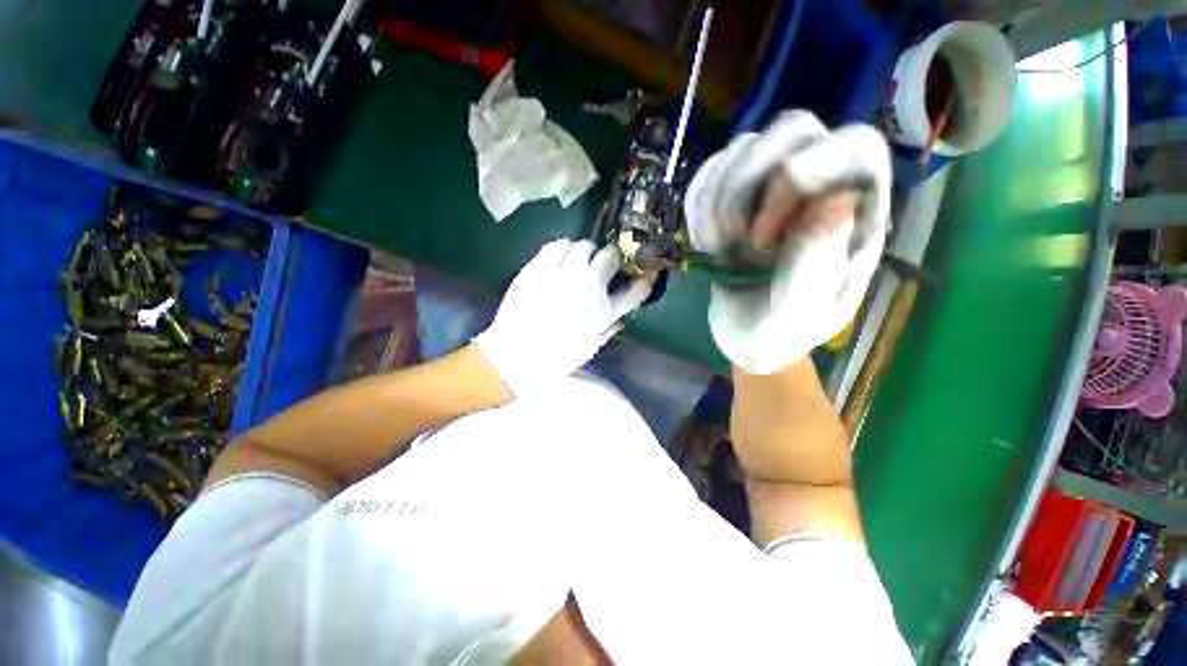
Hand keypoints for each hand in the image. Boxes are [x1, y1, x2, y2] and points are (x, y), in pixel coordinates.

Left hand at [475, 239, 651, 395]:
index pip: (635, 289)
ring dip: (587, 253)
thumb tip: (620, 317)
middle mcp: (586, 287)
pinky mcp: (537, 268)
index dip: (644, 279)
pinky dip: (562, 249)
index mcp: (602, 312)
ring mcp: (561, 274)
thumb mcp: (589, 349)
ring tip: (579, 262)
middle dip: (612, 259)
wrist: (512, 357)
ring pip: (583, 245)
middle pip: (610, 256)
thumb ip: (608, 329)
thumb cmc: (553, 360)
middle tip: (604, 265)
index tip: (645, 273)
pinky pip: (556, 245)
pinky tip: (560, 259)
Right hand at [684, 111, 891, 373]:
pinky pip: (708, 173)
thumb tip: (836, 203)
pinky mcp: (733, 197)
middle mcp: (818, 186)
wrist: (748, 335)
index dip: (804, 173)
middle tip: (739, 240)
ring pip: (743, 146)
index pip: (854, 145)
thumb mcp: (800, 313)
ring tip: (719, 247)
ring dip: (717, 200)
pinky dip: (697, 207)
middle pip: (793, 129)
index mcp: (857, 212)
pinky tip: (705, 242)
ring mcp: (772, 186)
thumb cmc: (781, 330)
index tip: (763, 238)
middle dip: (749, 185)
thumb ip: (818, 266)